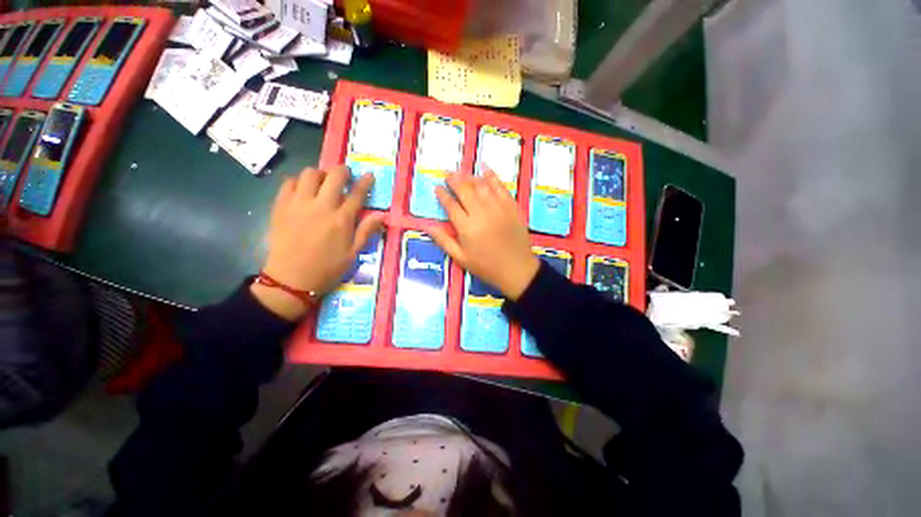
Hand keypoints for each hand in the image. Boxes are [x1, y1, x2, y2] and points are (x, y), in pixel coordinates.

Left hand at [253, 166, 384, 319]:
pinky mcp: (280, 207)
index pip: (357, 194)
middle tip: (345, 175)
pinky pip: (288, 183)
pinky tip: (302, 190)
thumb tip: (381, 215)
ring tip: (323, 182)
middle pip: (333, 177)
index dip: (365, 182)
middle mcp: (321, 207)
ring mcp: (298, 205)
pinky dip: (298, 181)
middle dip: (342, 171)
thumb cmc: (327, 269)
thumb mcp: (353, 254)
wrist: (290, 280)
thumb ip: (366, 231)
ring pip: (309, 174)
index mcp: (341, 220)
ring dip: (320, 174)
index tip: (369, 175)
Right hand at [430, 169, 539, 300]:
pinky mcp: (511, 206)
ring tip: (462, 173)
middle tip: (448, 175)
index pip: (451, 205)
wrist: (516, 269)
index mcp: (467, 227)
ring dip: (469, 177)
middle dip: (454, 180)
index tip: (437, 188)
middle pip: (465, 190)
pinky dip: (492, 176)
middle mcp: (481, 213)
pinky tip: (485, 168)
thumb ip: (443, 240)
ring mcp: (498, 208)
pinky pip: (500, 187)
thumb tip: (427, 226)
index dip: (442, 195)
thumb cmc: (486, 266)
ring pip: (481, 185)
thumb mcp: (461, 258)